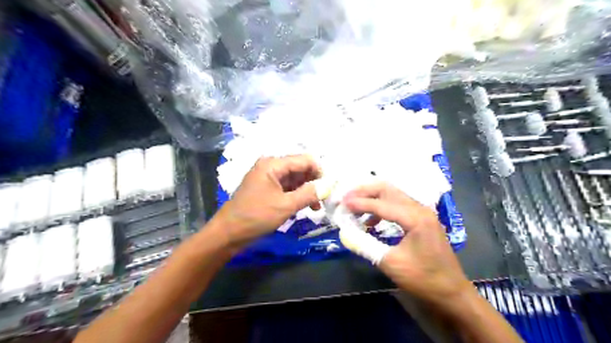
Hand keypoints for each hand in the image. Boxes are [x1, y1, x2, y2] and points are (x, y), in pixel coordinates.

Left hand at [213, 155, 320, 245]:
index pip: (304, 160)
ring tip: (315, 207)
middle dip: (313, 182)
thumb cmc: (256, 217)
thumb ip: (309, 194)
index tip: (329, 188)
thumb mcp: (286, 206)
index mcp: (273, 164)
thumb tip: (328, 186)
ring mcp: (268, 177)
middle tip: (323, 199)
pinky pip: (287, 187)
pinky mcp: (267, 188)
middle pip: (300, 168)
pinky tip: (303, 207)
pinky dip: (296, 195)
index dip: (319, 172)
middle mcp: (271, 166)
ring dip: (306, 190)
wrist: (228, 233)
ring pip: (294, 179)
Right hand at [343, 184, 471, 306]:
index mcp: (415, 217)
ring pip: (392, 195)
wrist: (452, 293)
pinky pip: (398, 205)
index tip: (341, 203)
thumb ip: (364, 245)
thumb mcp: (390, 263)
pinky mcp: (422, 219)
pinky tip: (371, 221)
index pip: (381, 203)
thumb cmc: (423, 279)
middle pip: (388, 189)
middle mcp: (420, 208)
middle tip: (346, 197)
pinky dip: (382, 208)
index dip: (359, 203)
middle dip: (365, 191)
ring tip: (354, 207)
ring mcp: (422, 212)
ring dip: (372, 198)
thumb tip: (344, 234)